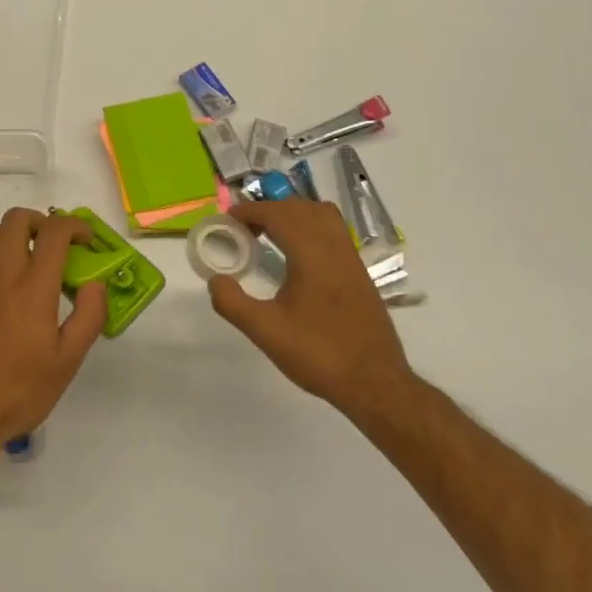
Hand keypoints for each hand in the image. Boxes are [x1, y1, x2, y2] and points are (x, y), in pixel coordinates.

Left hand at [0, 208, 106, 465]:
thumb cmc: (17, 391)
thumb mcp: (67, 362)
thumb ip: (88, 317)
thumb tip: (95, 284)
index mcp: (32, 286)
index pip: (54, 231)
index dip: (75, 226)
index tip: (87, 240)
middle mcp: (1, 273)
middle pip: (17, 219)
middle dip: (42, 221)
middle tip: (56, 246)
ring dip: (16, 237)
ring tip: (32, 265)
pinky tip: (6, 297)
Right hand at [206, 199, 417, 421]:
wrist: (375, 383)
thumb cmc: (319, 354)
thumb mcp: (267, 332)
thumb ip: (233, 303)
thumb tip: (216, 280)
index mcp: (311, 254)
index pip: (278, 214)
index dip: (250, 211)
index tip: (228, 219)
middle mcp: (334, 247)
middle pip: (299, 208)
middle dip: (269, 210)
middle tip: (244, 229)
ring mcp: (351, 258)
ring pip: (321, 215)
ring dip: (293, 214)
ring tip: (271, 234)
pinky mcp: (359, 272)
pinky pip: (333, 231)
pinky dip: (311, 227)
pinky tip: (298, 255)